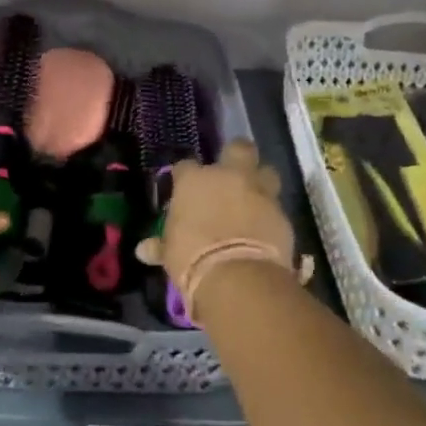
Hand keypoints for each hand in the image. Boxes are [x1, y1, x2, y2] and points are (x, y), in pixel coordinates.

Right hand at [138, 139, 306, 314]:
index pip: (186, 166)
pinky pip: (276, 207)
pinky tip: (264, 229)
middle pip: (238, 149)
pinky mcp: (282, 214)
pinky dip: (270, 215)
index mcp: (195, 180)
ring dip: (261, 182)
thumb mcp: (170, 253)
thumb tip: (143, 250)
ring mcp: (259, 192)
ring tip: (253, 199)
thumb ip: (160, 245)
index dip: (186, 177)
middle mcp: (229, 177)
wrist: (237, 276)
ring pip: (266, 172)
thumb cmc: (192, 258)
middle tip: (231, 174)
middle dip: (236, 157)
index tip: (184, 190)